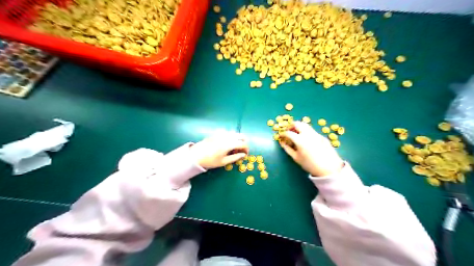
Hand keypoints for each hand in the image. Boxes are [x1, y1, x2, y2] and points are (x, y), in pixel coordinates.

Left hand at [190, 132, 248, 168]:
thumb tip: (243, 155)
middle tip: (240, 151)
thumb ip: (235, 157)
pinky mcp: (217, 132)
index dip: (246, 149)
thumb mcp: (223, 162)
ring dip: (237, 140)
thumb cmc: (210, 160)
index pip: (243, 144)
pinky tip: (226, 145)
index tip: (245, 155)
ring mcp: (222, 133)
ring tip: (232, 149)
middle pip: (241, 136)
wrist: (195, 155)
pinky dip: (231, 137)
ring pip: (235, 134)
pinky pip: (228, 133)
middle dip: (243, 143)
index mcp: (229, 143)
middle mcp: (227, 136)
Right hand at [279, 121, 342, 176]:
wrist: (328, 168)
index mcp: (300, 140)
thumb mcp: (296, 158)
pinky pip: (311, 130)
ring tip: (296, 133)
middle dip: (291, 126)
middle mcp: (308, 134)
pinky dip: (306, 131)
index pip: (288, 132)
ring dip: (299, 127)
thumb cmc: (310, 164)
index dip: (283, 133)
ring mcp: (316, 134)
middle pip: (297, 124)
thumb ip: (287, 149)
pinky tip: (306, 139)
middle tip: (288, 131)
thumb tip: (282, 143)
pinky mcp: (321, 136)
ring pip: (305, 125)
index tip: (280, 135)